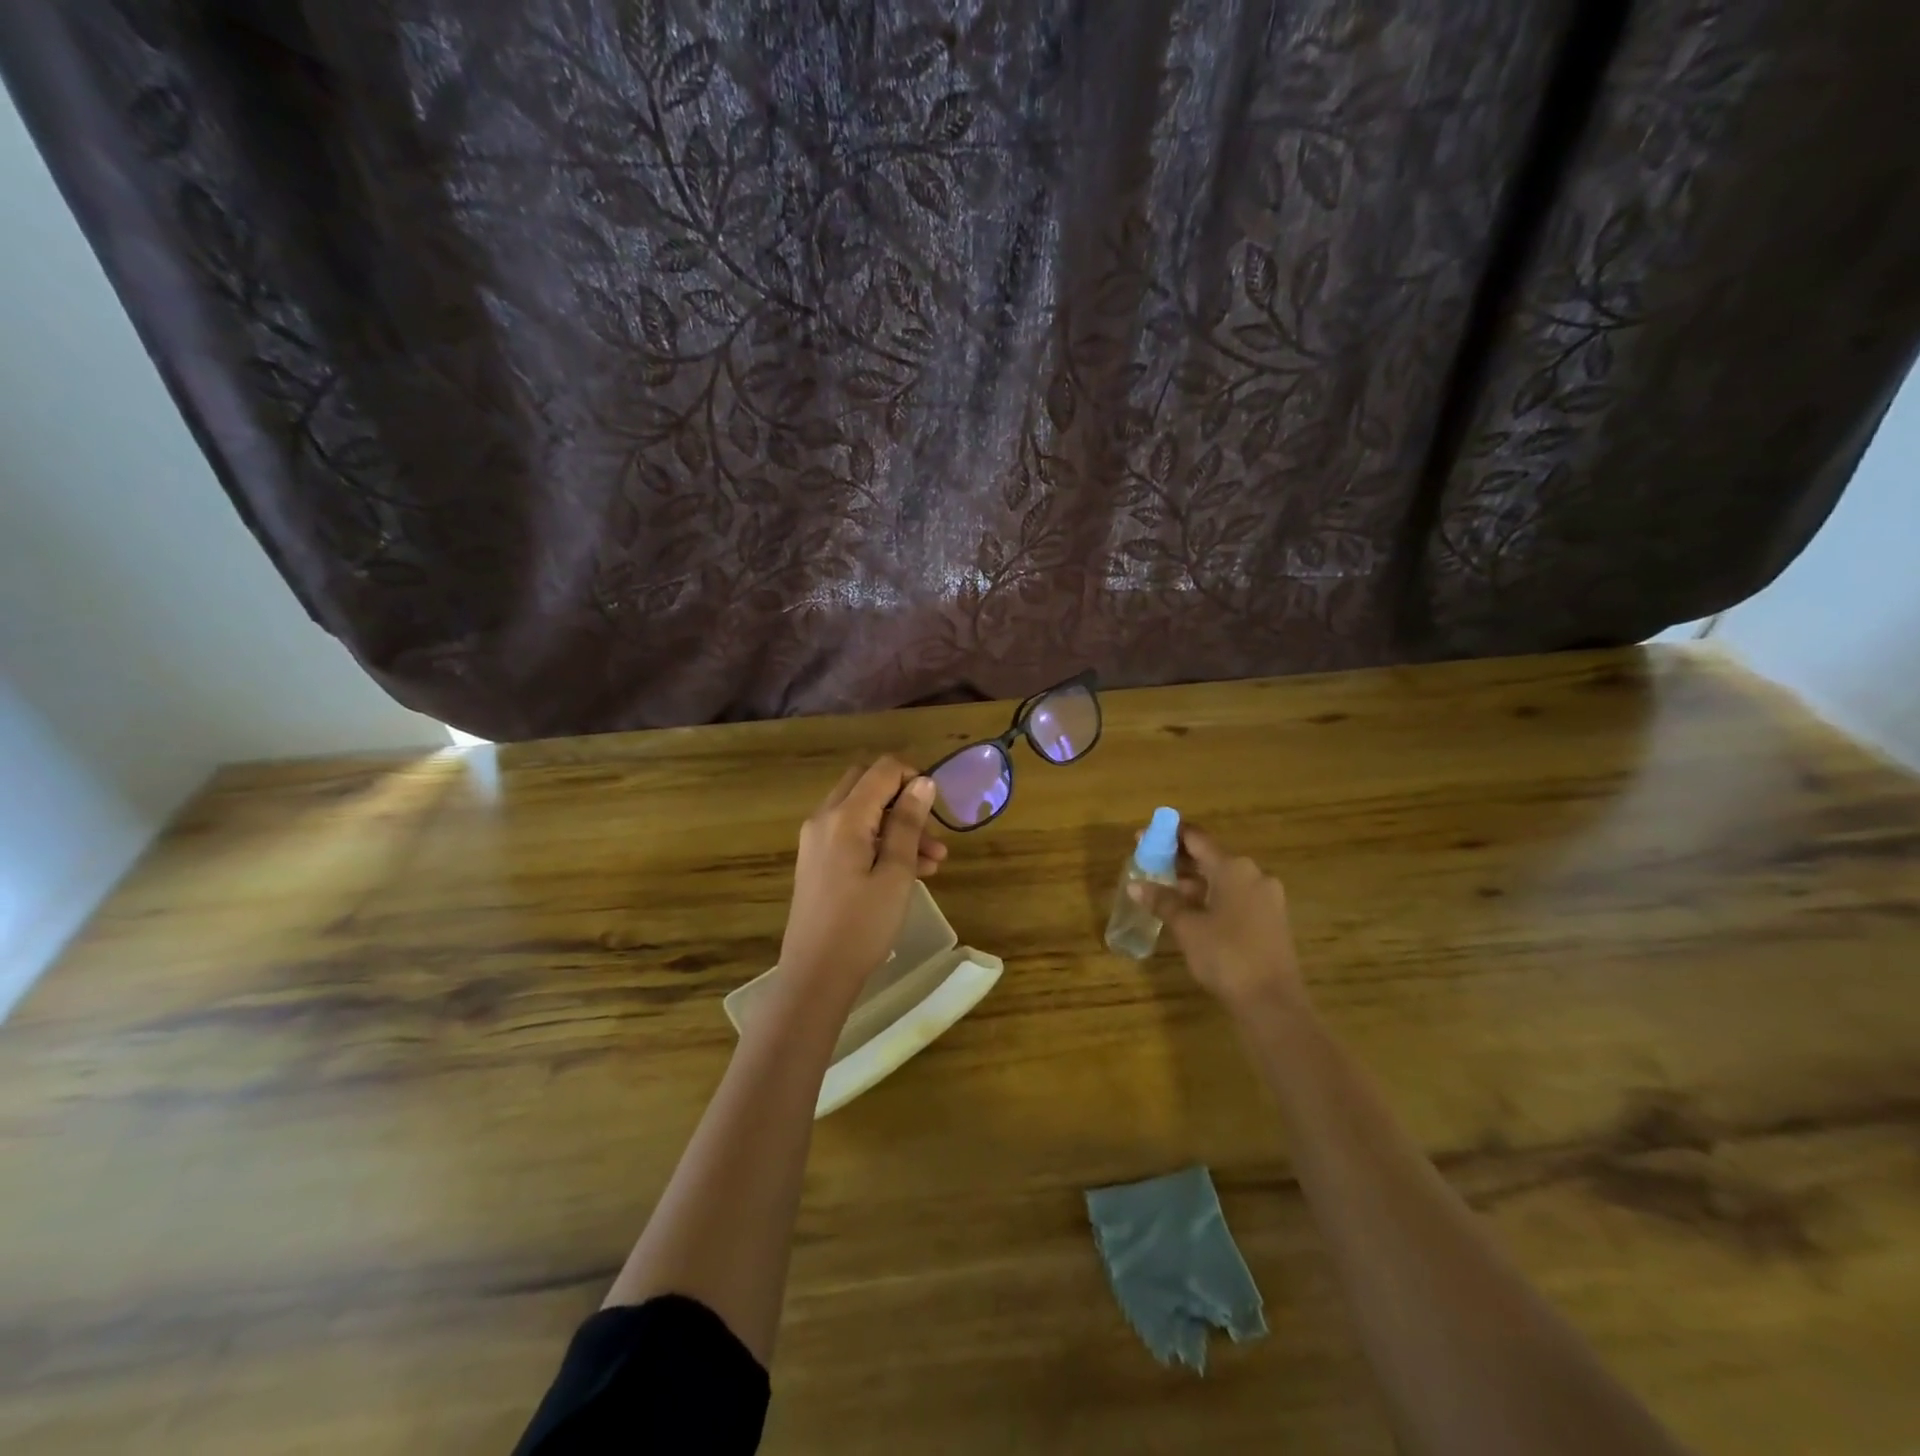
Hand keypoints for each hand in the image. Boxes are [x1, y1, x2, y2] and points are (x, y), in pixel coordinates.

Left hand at [778, 756, 944, 992]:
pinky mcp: (817, 861)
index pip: (881, 770)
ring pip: (862, 812)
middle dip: (903, 799)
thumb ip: (908, 823)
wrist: (816, 975)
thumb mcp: (896, 873)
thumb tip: (923, 782)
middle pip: (867, 784)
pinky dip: (879, 842)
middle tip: (931, 827)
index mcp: (844, 817)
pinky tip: (911, 871)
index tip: (937, 805)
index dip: (913, 776)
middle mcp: (824, 819)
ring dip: (897, 825)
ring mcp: (816, 840)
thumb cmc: (862, 925)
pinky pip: (851, 835)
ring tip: (935, 859)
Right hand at [1130, 826, 1306, 1014]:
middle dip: (1179, 859)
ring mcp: (1266, 897)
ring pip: (1223, 878)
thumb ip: (1162, 901)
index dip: (1168, 835)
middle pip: (1211, 857)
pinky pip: (1235, 896)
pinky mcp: (1271, 919)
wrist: (1272, 1003)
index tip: (1144, 837)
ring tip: (1164, 889)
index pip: (1197, 838)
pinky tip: (1191, 910)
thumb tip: (1135, 885)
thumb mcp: (1187, 927)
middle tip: (1149, 863)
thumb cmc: (1226, 956)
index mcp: (1234, 868)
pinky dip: (1211, 896)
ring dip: (1194, 880)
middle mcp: (1254, 874)